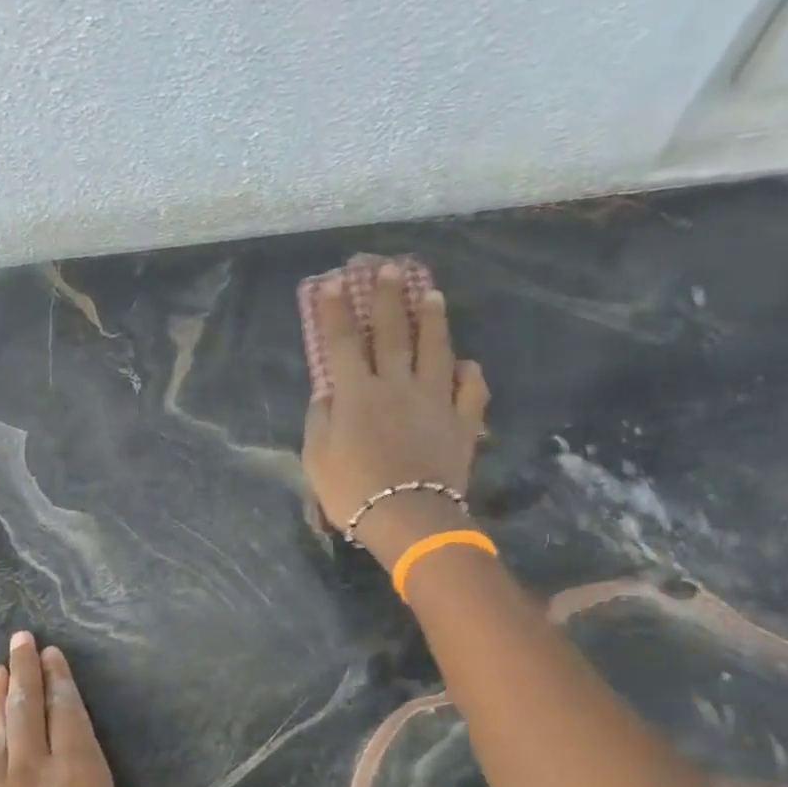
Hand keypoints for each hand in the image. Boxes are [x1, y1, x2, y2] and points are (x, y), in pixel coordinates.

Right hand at [302, 261, 490, 566]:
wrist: (408, 518)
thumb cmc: (353, 491)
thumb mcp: (317, 458)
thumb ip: (320, 419)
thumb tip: (327, 393)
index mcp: (357, 393)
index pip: (342, 342)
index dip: (337, 310)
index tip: (336, 282)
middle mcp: (397, 385)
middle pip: (392, 333)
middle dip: (389, 298)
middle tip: (391, 269)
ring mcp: (434, 401)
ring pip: (436, 350)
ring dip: (433, 320)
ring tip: (433, 294)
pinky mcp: (461, 422)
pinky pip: (470, 391)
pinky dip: (469, 374)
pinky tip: (466, 364)